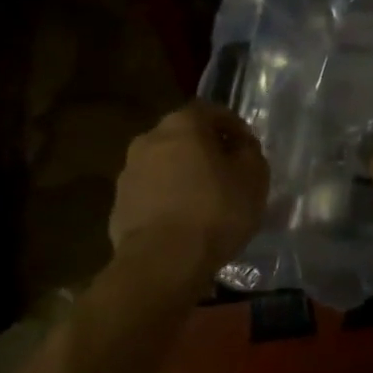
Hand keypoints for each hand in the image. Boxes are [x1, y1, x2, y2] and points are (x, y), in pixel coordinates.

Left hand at [109, 101, 267, 281]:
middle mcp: (149, 139)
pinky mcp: (119, 205)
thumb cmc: (214, 211)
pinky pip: (151, 193)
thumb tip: (241, 147)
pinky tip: (183, 221)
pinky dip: (167, 199)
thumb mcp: (253, 179)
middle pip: (183, 136)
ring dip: (183, 174)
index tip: (246, 146)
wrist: (161, 262)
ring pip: (164, 165)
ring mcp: (128, 172)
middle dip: (205, 149)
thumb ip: (250, 154)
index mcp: (182, 124)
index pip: (209, 110)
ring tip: (204, 200)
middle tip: (226, 172)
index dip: (232, 125)